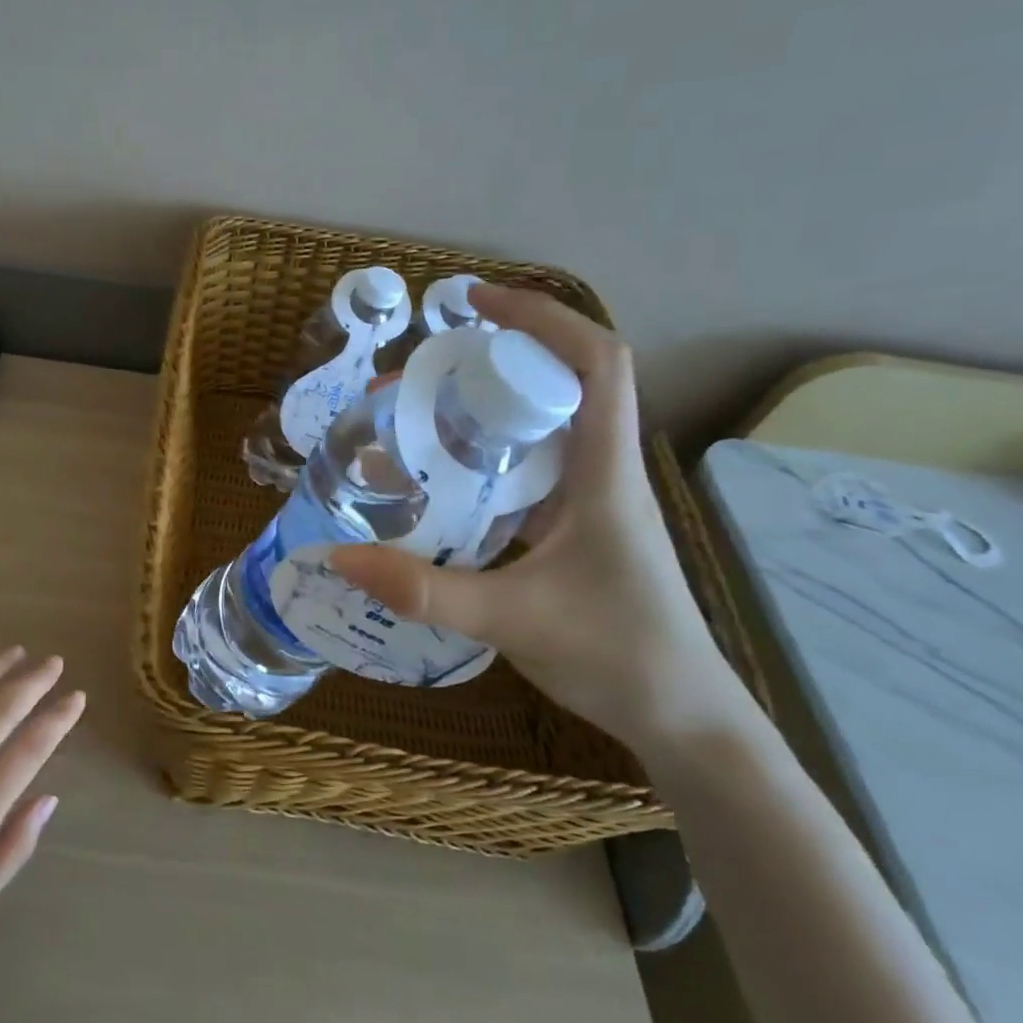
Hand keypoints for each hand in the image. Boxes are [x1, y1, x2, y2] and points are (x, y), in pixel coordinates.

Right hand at [331, 286, 750, 759]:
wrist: (682, 719)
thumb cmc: (616, 655)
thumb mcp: (509, 618)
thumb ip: (422, 589)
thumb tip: (340, 557)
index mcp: (604, 472)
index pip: (596, 361)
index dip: (542, 317)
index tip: (474, 304)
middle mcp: (600, 472)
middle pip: (559, 382)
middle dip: (490, 359)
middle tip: (417, 369)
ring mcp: (588, 502)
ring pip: (541, 427)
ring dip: (483, 407)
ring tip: (415, 411)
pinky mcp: (572, 529)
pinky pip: (526, 471)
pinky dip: (483, 457)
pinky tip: (438, 480)